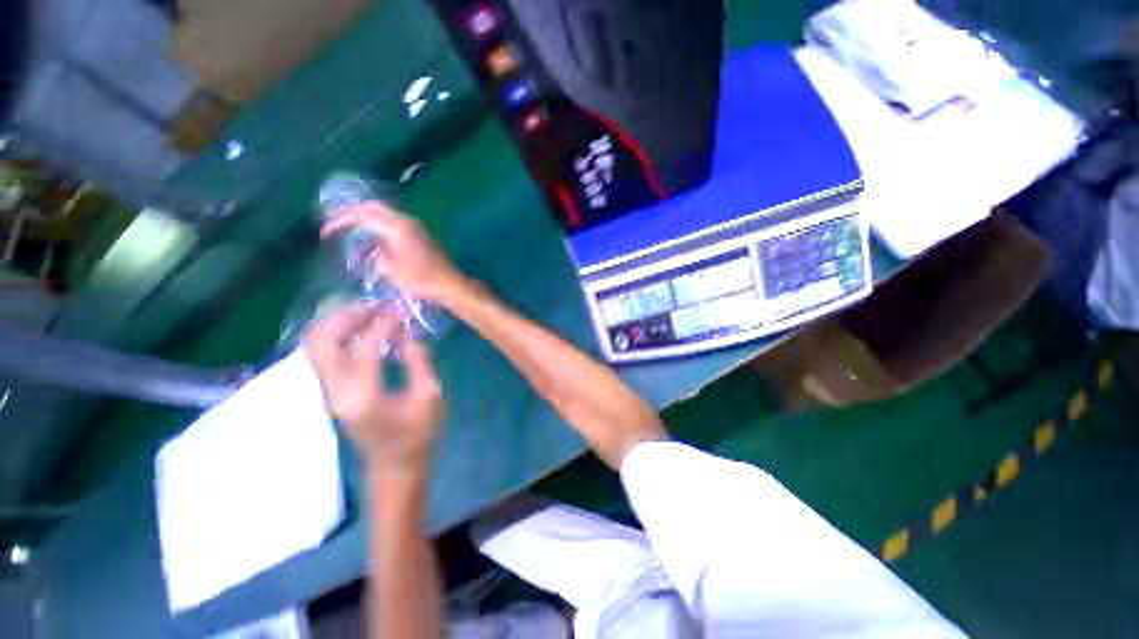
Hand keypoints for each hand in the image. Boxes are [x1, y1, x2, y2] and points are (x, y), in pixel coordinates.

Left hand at [304, 303, 443, 476]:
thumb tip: (409, 337)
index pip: (364, 348)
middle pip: (322, 341)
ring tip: (369, 313)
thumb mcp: (430, 398)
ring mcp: (329, 392)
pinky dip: (339, 334)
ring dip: (338, 323)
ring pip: (316, 345)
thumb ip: (420, 363)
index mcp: (364, 397)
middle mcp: (336, 393)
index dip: (383, 325)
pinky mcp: (331, 391)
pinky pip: (324, 353)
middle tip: (376, 306)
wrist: (395, 466)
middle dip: (346, 316)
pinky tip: (364, 329)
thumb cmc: (417, 435)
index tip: (401, 311)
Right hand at [321, 203, 463, 303]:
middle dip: (351, 212)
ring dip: (366, 217)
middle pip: (373, 206)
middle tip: (336, 224)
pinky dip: (379, 224)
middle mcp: (407, 220)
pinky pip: (395, 221)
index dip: (340, 222)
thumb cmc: (420, 280)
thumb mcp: (389, 270)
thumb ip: (373, 253)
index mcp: (397, 227)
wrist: (449, 284)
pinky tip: (372, 236)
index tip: (325, 233)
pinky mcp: (422, 233)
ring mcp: (416, 225)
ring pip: (385, 212)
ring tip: (350, 229)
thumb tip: (368, 247)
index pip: (361, 215)